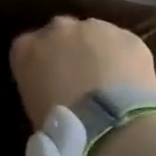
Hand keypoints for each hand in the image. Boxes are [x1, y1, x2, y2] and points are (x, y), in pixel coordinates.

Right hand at [10, 16, 155, 126]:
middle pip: (60, 33)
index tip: (47, 80)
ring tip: (108, 82)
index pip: (26, 47)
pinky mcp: (128, 36)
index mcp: (26, 49)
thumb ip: (39, 88)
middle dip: (68, 50)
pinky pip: (123, 45)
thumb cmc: (62, 126)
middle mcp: (57, 29)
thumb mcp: (35, 109)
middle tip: (78, 78)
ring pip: (94, 34)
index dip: (40, 63)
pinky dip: (125, 59)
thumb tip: (51, 91)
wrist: (109, 124)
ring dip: (98, 51)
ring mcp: (95, 28)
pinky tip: (130, 82)